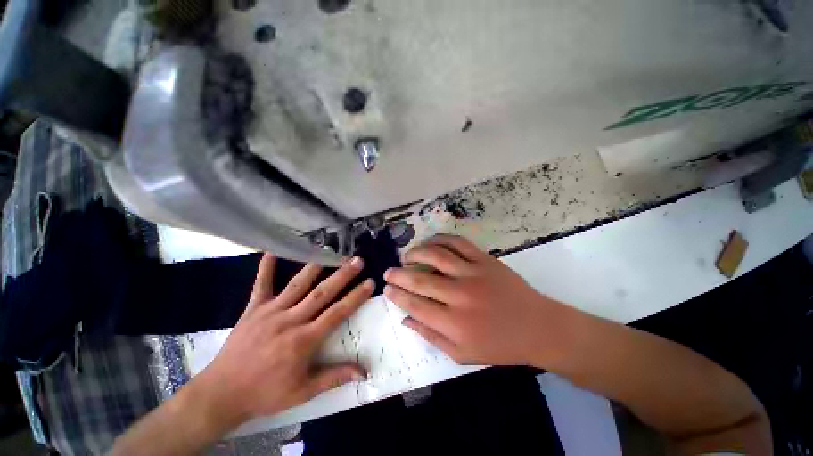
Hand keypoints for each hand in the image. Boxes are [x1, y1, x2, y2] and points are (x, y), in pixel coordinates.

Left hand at [196, 254, 373, 427]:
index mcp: (304, 340)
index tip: (370, 282)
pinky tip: (272, 250)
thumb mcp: (304, 391)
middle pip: (322, 293)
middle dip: (342, 275)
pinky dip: (266, 266)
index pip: (337, 313)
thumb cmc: (266, 393)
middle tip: (357, 260)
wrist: (222, 393)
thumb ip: (335, 377)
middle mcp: (290, 320)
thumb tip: (365, 372)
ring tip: (330, 251)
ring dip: (316, 266)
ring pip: (298, 284)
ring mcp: (271, 311)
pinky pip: (261, 283)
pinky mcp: (253, 308)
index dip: (356, 297)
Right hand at [383, 234, 570, 366]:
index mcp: (454, 323)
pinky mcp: (485, 260)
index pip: (415, 305)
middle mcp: (461, 296)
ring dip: (416, 253)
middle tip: (388, 272)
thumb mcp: (462, 353)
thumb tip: (404, 320)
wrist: (537, 327)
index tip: (386, 289)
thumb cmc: (499, 345)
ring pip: (436, 255)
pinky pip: (458, 243)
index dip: (397, 295)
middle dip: (398, 274)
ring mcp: (473, 273)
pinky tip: (430, 242)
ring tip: (406, 256)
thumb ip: (430, 336)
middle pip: (420, 279)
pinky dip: (440, 239)